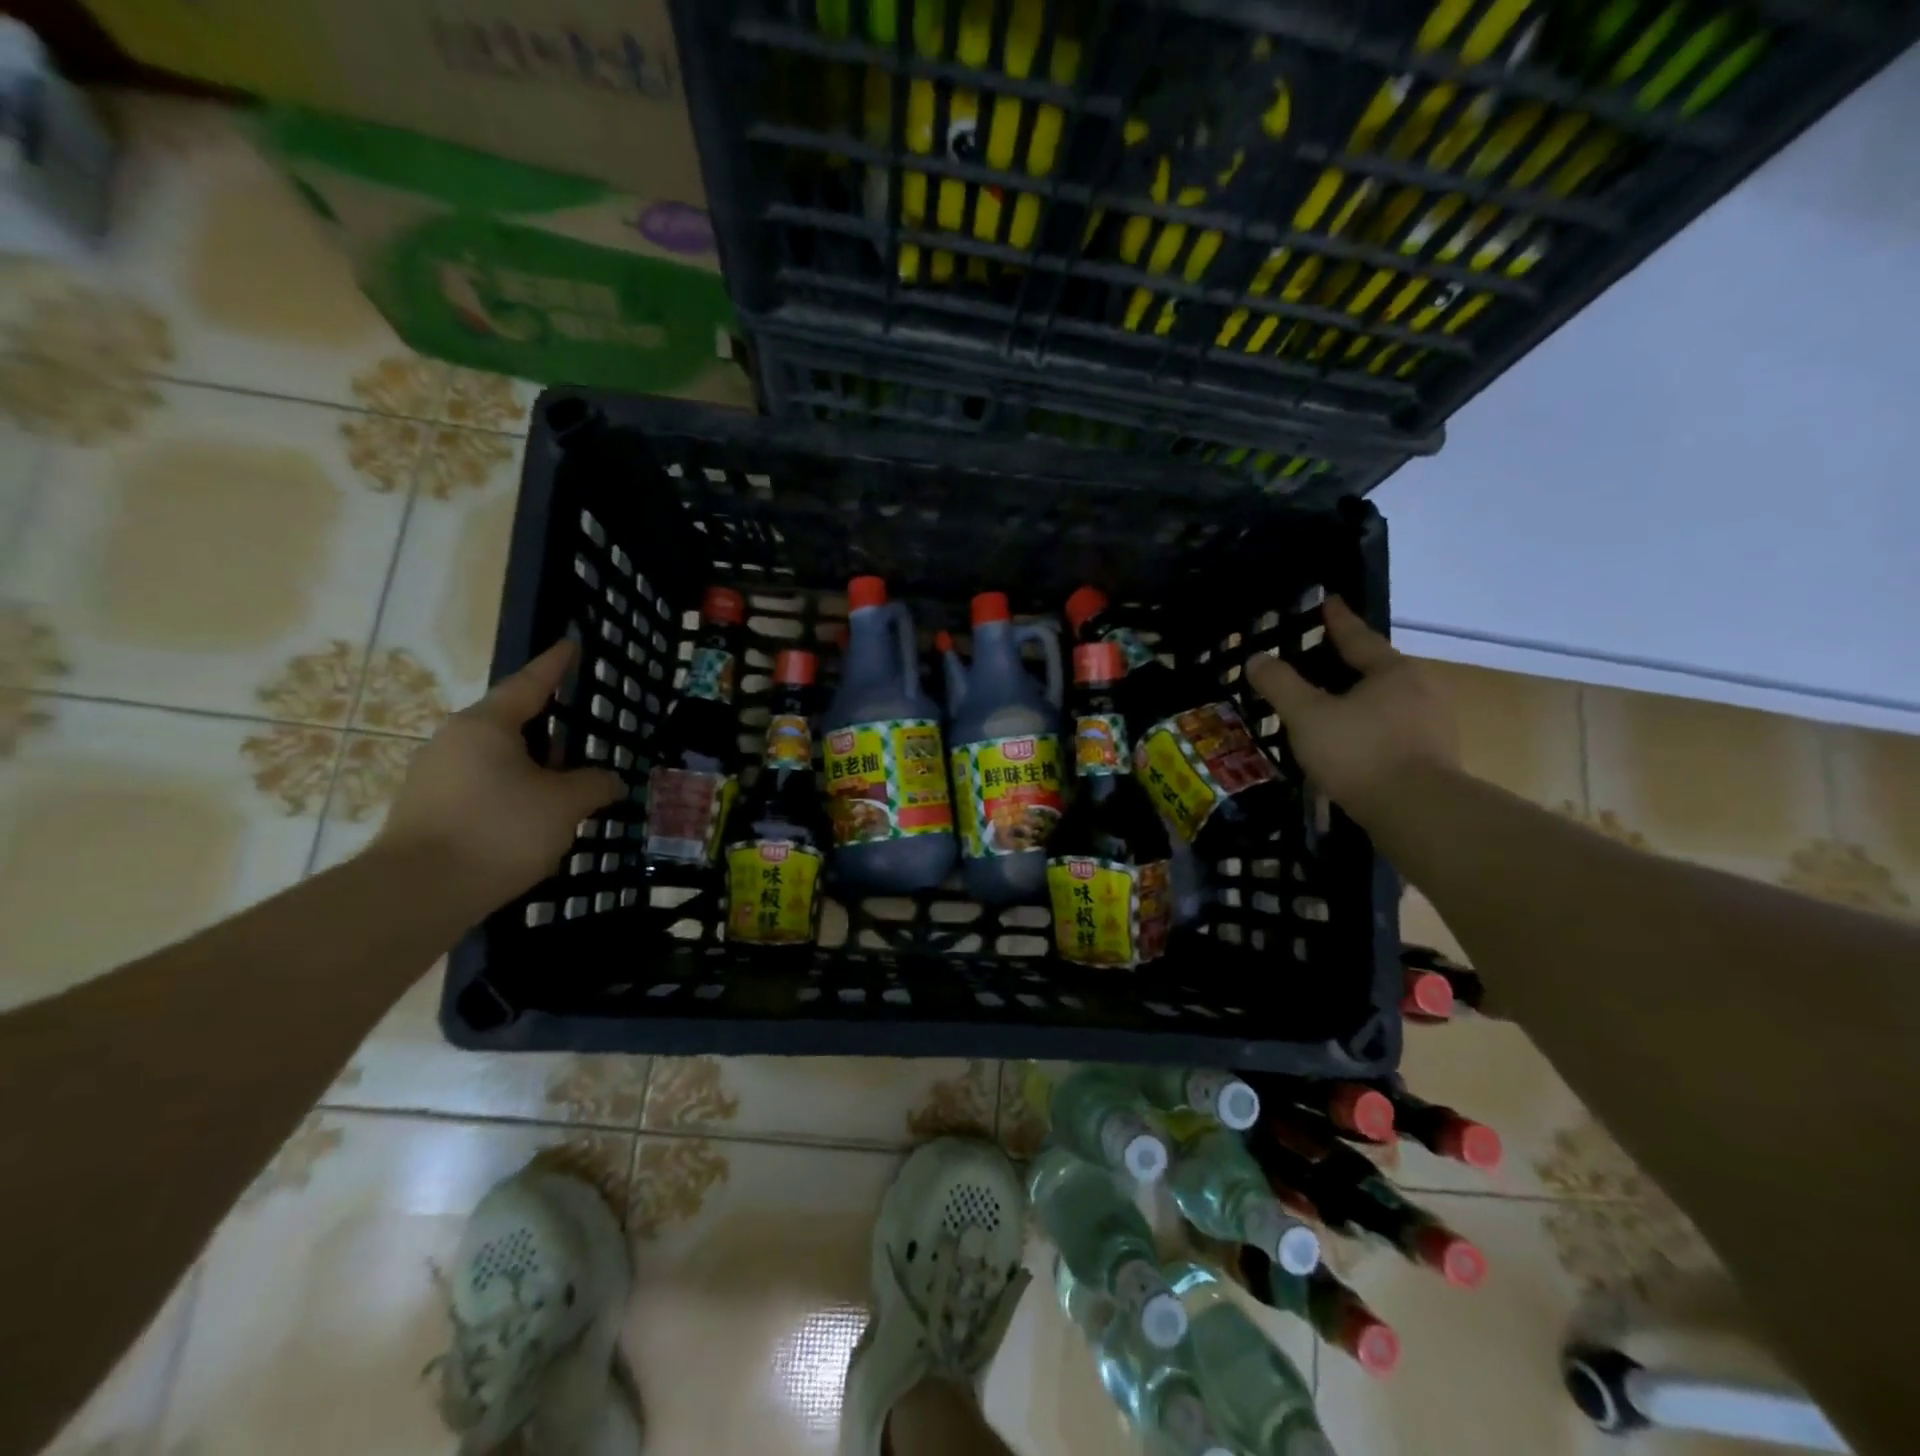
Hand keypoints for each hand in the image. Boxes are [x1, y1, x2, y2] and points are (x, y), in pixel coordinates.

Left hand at [381, 641, 624, 907]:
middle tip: (585, 739)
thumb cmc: (499, 830)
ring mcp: (435, 777)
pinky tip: (536, 822)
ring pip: (498, 761)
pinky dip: (514, 795)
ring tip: (567, 789)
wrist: (416, 894)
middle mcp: (454, 741)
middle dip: (551, 732)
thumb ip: (594, 785)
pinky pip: (483, 789)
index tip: (571, 645)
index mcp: (486, 725)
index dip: (555, 666)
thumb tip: (610, 780)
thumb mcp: (564, 805)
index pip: (529, 684)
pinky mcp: (428, 812)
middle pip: (512, 724)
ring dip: (534, 770)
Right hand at [1244, 597, 1459, 828]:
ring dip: (1359, 701)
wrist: (1417, 813)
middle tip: (1321, 660)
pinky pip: (1392, 732)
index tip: (1328, 602)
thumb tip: (1257, 658)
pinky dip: (1369, 730)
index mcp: (1392, 672)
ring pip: (1386, 703)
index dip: (1337, 620)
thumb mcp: (1308, 716)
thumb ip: (1281, 685)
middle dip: (1349, 664)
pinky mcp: (1432, 759)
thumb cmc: (1360, 752)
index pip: (1358, 637)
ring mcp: (1432, 727)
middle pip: (1377, 670)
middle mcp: (1420, 691)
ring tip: (1331, 706)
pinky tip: (1350, 744)